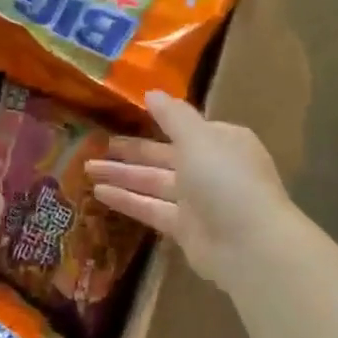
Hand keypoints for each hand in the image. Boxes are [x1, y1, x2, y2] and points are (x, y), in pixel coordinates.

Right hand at [86, 90, 299, 284]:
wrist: (249, 244)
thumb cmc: (225, 179)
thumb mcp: (198, 138)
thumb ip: (173, 116)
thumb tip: (152, 93)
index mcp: (221, 141)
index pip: (185, 127)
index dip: (156, 121)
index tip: (124, 116)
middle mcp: (210, 168)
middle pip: (164, 155)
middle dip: (131, 151)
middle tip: (94, 143)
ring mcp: (198, 200)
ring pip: (154, 182)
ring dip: (122, 175)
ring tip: (87, 167)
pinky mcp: (184, 229)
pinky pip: (151, 208)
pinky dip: (127, 200)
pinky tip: (99, 193)